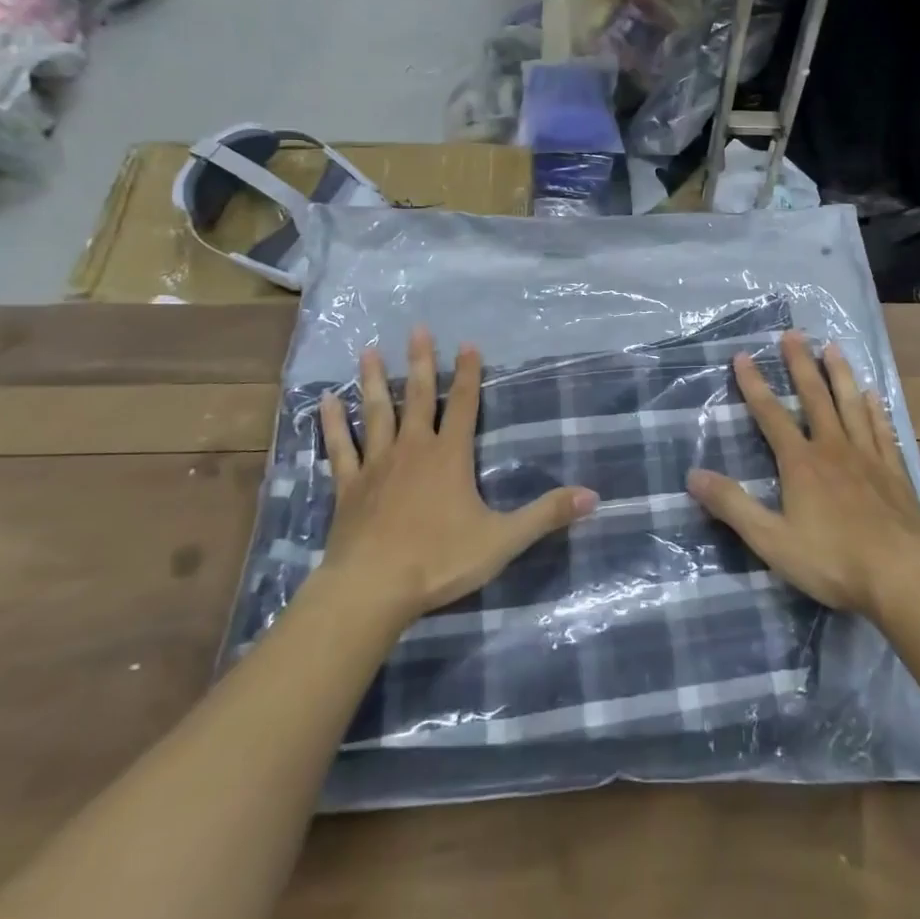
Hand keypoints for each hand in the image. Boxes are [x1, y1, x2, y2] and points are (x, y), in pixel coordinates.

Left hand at [311, 327, 598, 627]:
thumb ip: (546, 515)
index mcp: (450, 456)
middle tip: (416, 329)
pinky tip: (326, 401)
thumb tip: (594, 496)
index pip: (464, 405)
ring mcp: (377, 465)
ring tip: (369, 350)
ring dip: (374, 381)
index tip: (468, 344)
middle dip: (421, 361)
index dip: (469, 374)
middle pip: (418, 396)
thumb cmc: (439, 560)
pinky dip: (333, 423)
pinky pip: (340, 447)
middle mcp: (413, 449)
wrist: (372, 589)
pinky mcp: (348, 486)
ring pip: (376, 412)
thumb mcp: (503, 539)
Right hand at [687, 331, 919, 618]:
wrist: (901, 577)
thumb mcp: (771, 540)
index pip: (770, 414)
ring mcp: (867, 457)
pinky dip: (875, 409)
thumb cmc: (832, 560)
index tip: (743, 355)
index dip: (754, 384)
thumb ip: (733, 506)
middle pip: (814, 397)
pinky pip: (882, 430)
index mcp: (800, 463)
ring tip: (833, 347)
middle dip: (800, 364)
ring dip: (840, 374)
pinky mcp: (894, 472)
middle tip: (793, 334)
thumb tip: (693, 474)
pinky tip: (873, 393)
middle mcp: (832, 448)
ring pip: (851, 404)